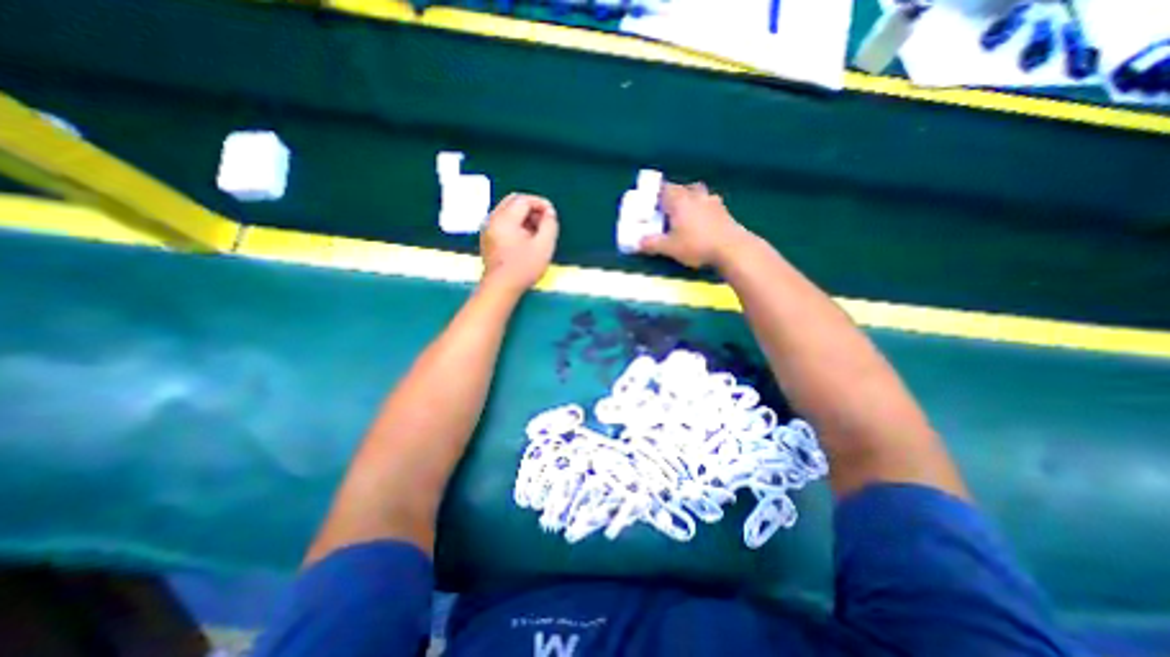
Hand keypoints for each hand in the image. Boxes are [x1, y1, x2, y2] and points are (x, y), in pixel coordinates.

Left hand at [481, 189, 559, 290]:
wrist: (500, 287)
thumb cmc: (523, 268)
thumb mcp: (544, 246)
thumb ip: (550, 225)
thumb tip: (549, 213)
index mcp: (505, 218)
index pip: (524, 199)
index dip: (541, 204)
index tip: (552, 216)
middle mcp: (492, 218)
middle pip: (513, 201)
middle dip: (531, 207)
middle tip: (544, 221)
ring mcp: (487, 228)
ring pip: (507, 210)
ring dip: (524, 215)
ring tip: (536, 231)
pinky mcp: (487, 237)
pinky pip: (502, 221)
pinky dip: (515, 223)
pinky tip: (524, 239)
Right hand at [637, 180, 753, 267]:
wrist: (732, 249)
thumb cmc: (696, 245)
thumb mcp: (669, 248)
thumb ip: (652, 244)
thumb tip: (638, 243)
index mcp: (679, 200)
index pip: (664, 188)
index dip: (656, 193)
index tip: (651, 202)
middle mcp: (696, 195)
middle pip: (683, 188)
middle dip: (674, 196)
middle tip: (667, 209)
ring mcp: (713, 202)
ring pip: (699, 194)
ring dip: (691, 200)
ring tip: (686, 214)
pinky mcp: (725, 211)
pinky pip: (710, 204)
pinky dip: (704, 210)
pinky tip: (703, 223)